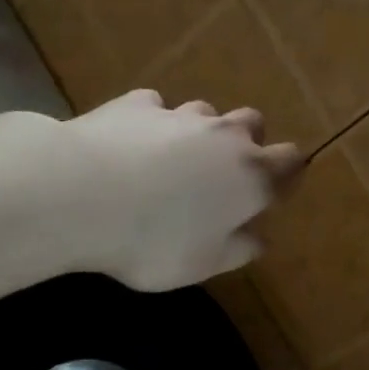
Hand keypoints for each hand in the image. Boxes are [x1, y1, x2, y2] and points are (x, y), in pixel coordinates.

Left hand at [53, 90, 303, 291]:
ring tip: (173, 159)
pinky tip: (131, 143)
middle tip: (224, 172)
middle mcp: (224, 137)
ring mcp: (180, 115)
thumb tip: (258, 239)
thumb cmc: (152, 241)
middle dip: (248, 142)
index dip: (287, 173)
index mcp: (251, 177)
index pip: (290, 161)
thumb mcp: (202, 264)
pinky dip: (152, 123)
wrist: (78, 194)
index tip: (272, 191)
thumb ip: (237, 250)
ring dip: (200, 131)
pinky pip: (155, 108)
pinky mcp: (137, 105)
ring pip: (206, 112)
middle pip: (254, 123)